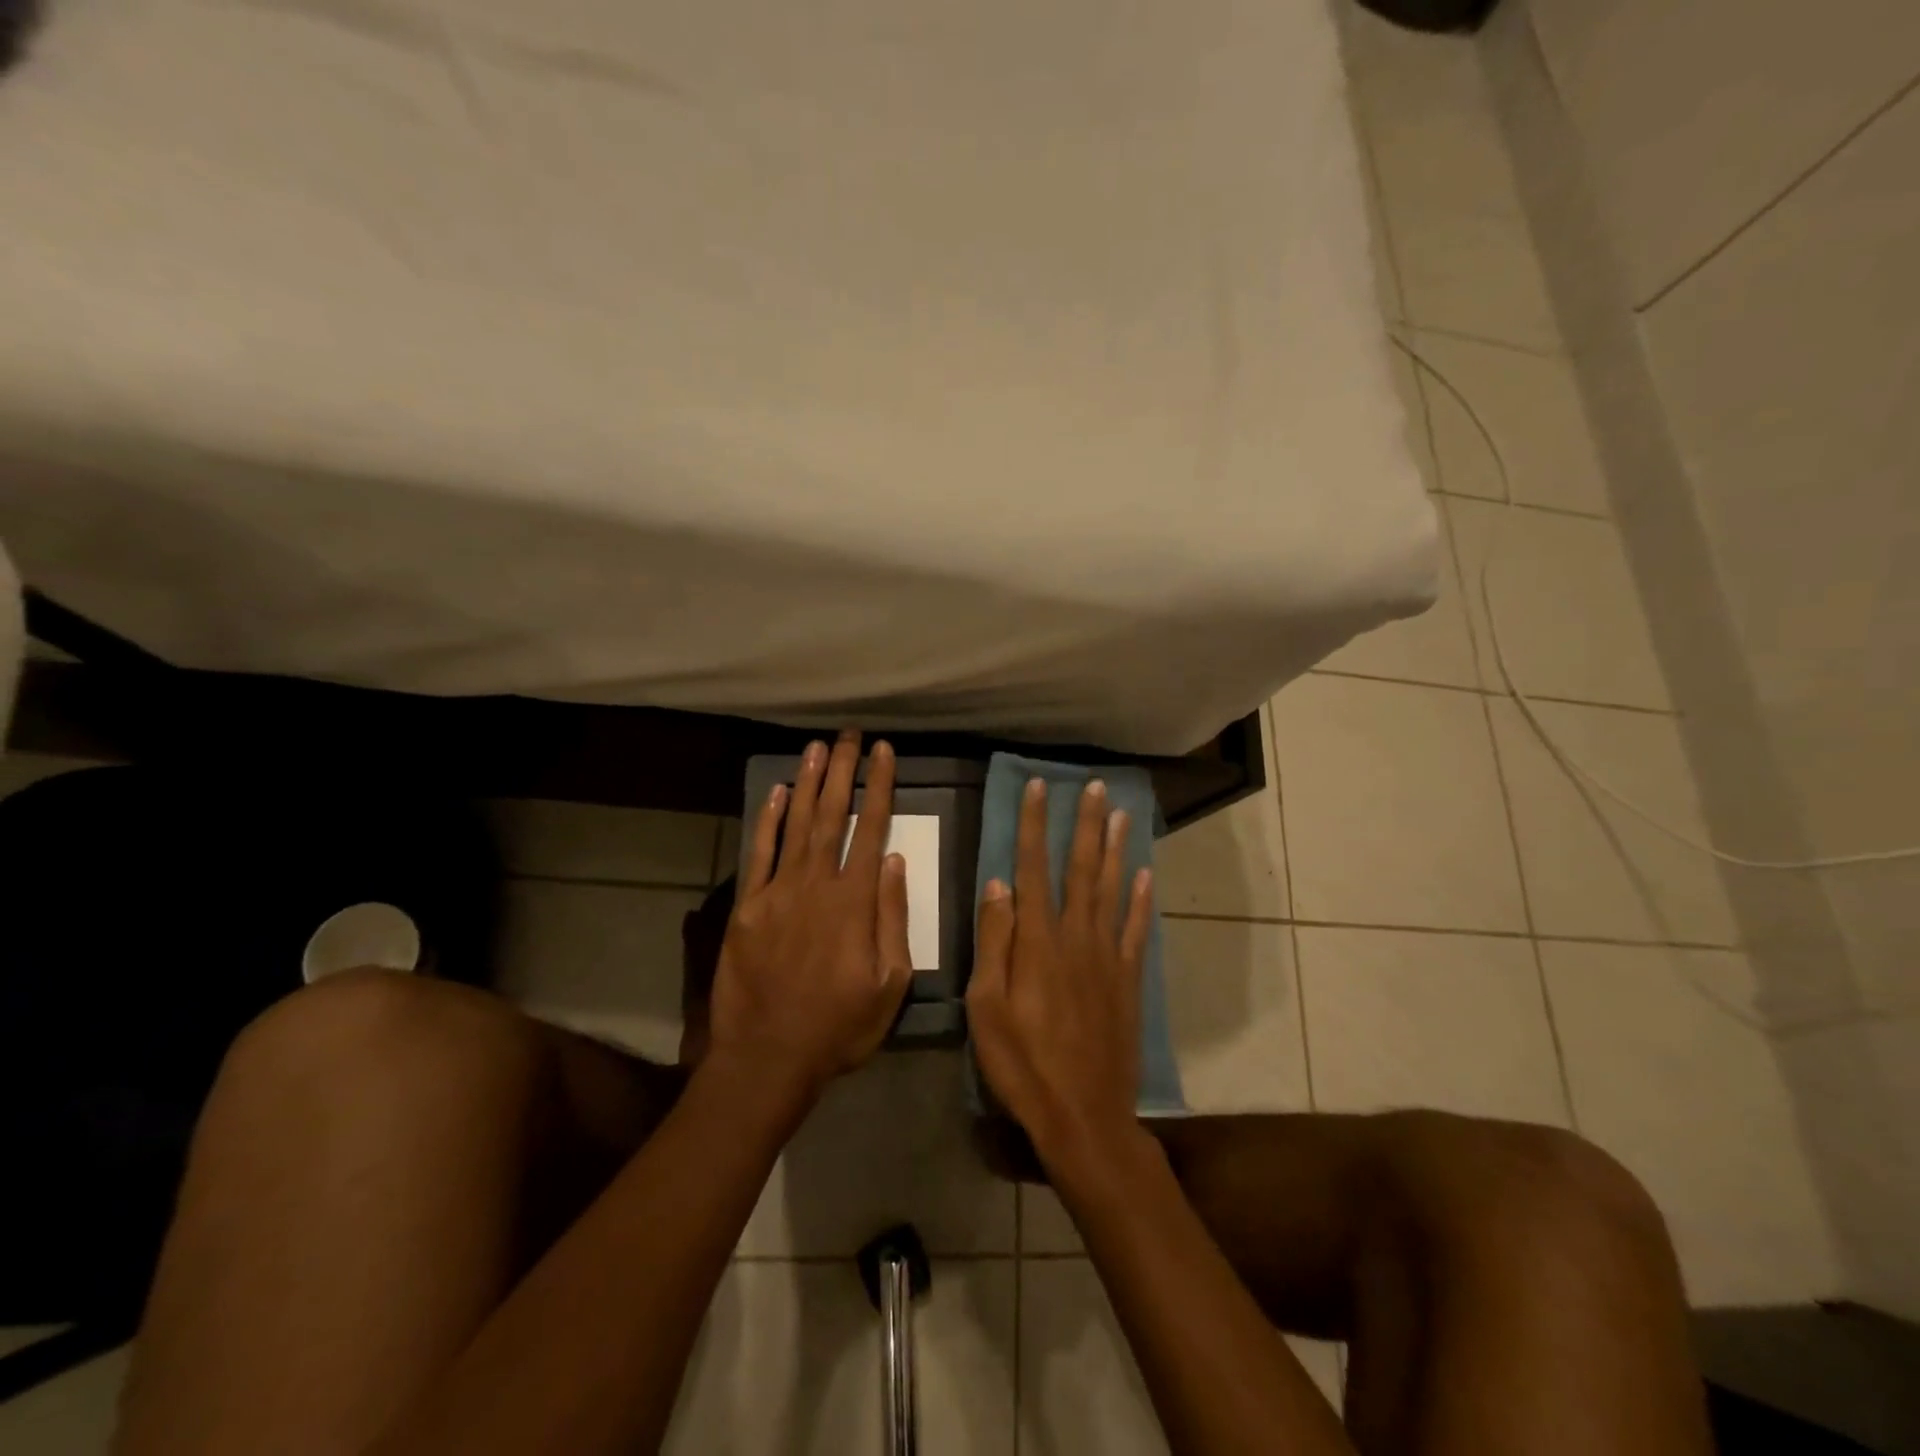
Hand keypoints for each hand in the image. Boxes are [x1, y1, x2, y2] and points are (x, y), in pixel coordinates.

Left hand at [709, 731, 913, 1100]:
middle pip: (832, 815)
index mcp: (854, 901)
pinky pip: (759, 853)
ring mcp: (777, 892)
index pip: (871, 829)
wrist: (767, 1057)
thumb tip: (895, 861)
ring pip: (796, 824)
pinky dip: (768, 820)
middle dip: (843, 770)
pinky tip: (778, 792)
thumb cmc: (839, 1026)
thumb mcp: (890, 983)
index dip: (879, 787)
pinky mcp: (747, 906)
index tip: (885, 753)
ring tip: (818, 747)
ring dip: (808, 783)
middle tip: (850, 734)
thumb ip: (892, 918)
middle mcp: (816, 884)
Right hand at [966, 777, 1153, 1179]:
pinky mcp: (1128, 980)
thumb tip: (999, 884)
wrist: (1085, 1116)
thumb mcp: (986, 1007)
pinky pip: (1137, 929)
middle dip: (1085, 824)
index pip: (1033, 868)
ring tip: (1122, 814)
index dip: (1034, 825)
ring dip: (1116, 849)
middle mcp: (1076, 937)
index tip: (1037, 787)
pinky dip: (1143, 900)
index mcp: (1038, 942)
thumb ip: (994, 942)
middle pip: (1082, 869)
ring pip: (1113, 890)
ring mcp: (1108, 957)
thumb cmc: (1023, 1065)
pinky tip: (1146, 875)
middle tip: (1094, 786)